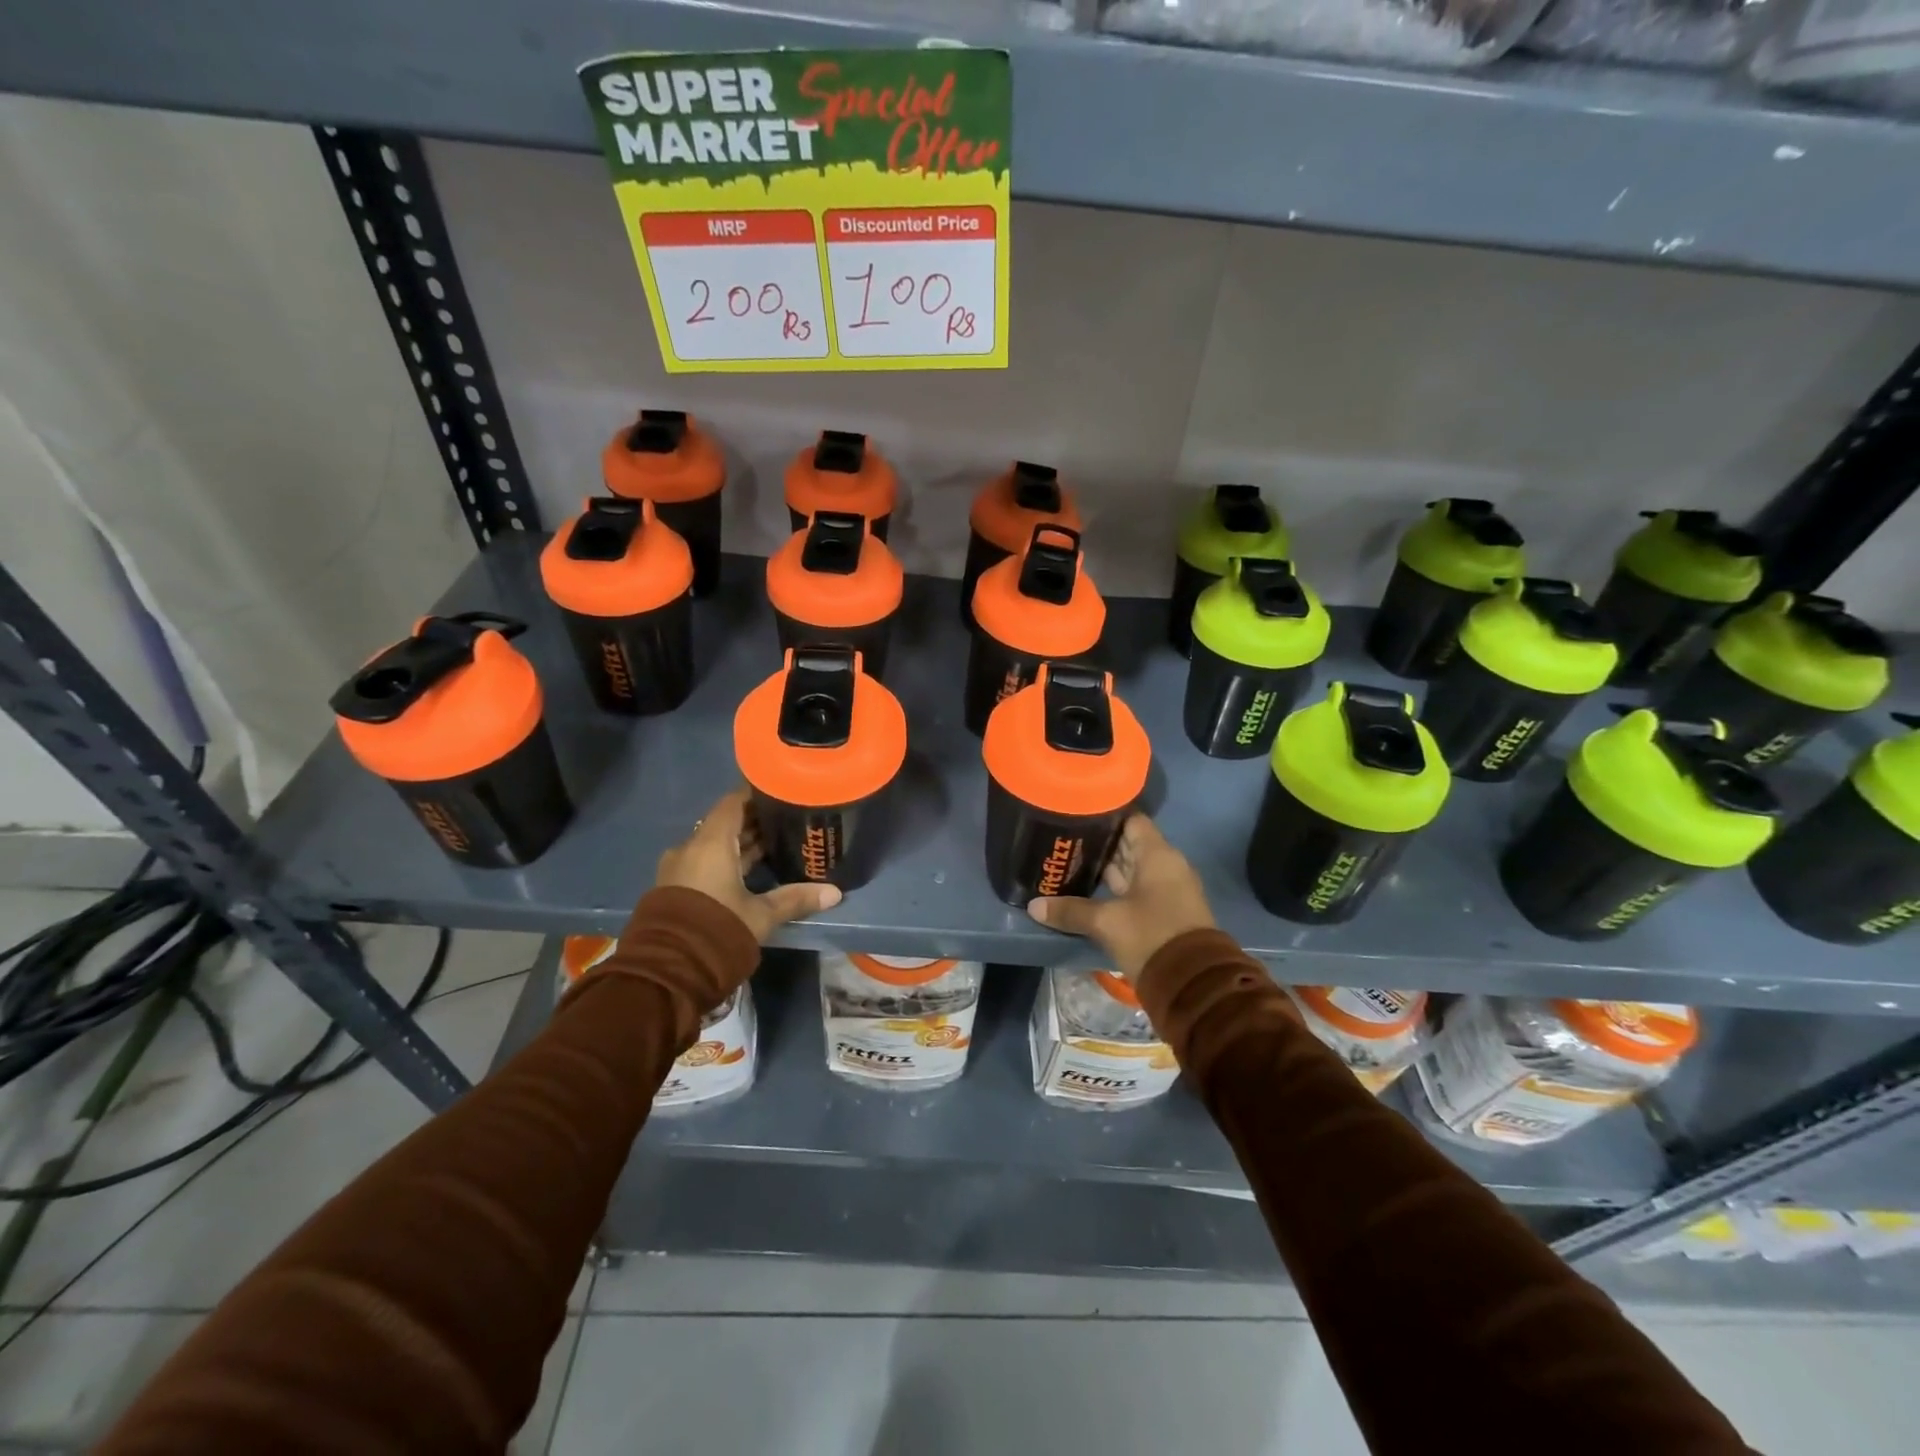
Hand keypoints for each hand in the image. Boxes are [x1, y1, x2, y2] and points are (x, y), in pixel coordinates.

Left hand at [656, 790, 841, 942]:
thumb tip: (835, 892)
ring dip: (741, 843)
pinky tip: (750, 870)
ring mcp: (679, 868)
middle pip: (725, 823)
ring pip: (714, 845)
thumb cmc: (717, 929)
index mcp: (711, 843)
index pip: (734, 802)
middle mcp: (691, 848)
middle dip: (754, 821)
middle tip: (787, 819)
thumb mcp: (761, 915)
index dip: (757, 794)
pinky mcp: (674, 888)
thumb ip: (795, 899)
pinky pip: (704, 862)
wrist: (666, 971)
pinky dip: (727, 860)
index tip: (781, 791)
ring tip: (775, 843)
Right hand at [1026, 814, 1214, 980]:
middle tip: (1064, 839)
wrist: (1193, 984)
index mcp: (1157, 855)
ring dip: (1105, 867)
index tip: (1077, 814)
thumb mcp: (1107, 922)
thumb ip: (1071, 911)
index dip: (1105, 815)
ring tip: (1070, 861)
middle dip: (1099, 843)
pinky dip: (1115, 887)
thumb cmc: (1151, 936)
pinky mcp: (1164, 911)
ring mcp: (1167, 889)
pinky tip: (1088, 889)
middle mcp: (1165, 865)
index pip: (1131, 819)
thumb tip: (1034, 906)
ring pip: (1132, 868)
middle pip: (1129, 844)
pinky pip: (1136, 889)